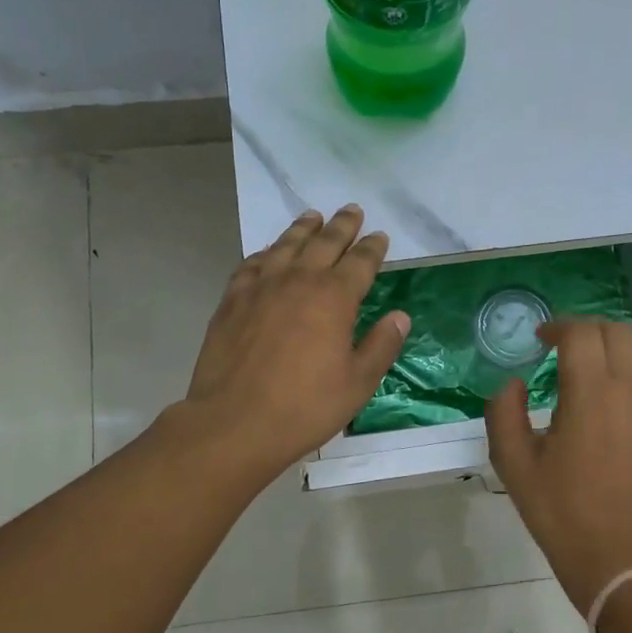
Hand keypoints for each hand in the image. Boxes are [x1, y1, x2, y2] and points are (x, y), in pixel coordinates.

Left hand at [184, 206, 408, 475]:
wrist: (234, 422)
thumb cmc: (305, 407)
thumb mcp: (358, 383)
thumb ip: (381, 346)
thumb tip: (400, 317)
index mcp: (334, 298)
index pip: (360, 262)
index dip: (373, 248)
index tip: (379, 236)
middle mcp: (298, 281)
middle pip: (324, 243)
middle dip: (342, 225)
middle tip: (352, 210)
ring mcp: (260, 287)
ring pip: (285, 245)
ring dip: (303, 229)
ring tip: (313, 216)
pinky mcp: (231, 301)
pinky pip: (252, 264)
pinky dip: (266, 252)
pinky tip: (269, 253)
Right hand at [485, 319, 631, 613]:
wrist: (620, 558)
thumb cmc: (561, 512)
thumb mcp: (513, 464)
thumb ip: (504, 412)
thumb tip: (514, 384)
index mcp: (593, 393)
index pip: (582, 333)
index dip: (558, 327)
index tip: (541, 340)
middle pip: (617, 332)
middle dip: (586, 332)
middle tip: (563, 350)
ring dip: (614, 350)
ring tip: (591, 373)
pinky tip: (614, 405)